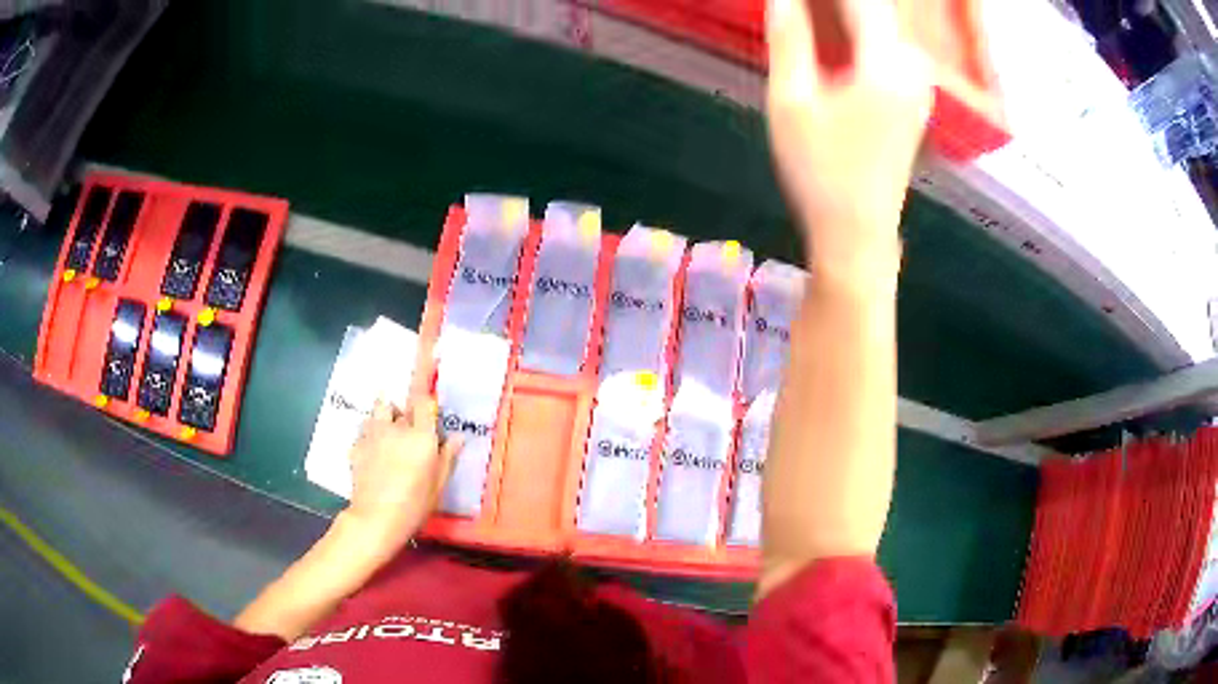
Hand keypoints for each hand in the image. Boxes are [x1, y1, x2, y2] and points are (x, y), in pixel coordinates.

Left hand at [343, 396, 461, 552]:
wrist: (376, 518)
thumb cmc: (414, 505)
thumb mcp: (438, 485)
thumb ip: (447, 457)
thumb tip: (457, 438)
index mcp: (421, 436)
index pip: (421, 400)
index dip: (421, 385)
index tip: (423, 384)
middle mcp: (396, 428)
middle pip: (399, 404)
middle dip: (405, 411)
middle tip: (410, 428)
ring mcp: (373, 435)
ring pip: (379, 410)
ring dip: (386, 415)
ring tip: (389, 431)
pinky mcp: (357, 445)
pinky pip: (365, 429)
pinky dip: (371, 433)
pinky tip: (374, 450)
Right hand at [766, 0, 931, 267]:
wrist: (858, 233)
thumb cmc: (820, 171)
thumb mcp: (792, 101)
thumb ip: (789, 38)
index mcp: (886, 63)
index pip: (860, 0)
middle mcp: (913, 66)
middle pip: (876, 7)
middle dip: (837, 3)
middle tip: (796, 8)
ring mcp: (919, 82)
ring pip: (883, 23)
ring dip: (848, 12)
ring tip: (809, 16)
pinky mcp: (914, 96)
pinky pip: (888, 43)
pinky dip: (860, 29)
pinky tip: (833, 32)